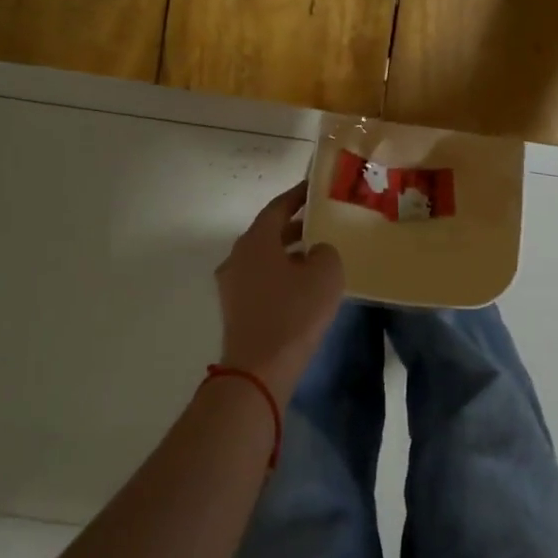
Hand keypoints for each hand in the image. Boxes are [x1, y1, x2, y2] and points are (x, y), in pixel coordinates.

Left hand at [215, 183, 345, 403]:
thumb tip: (316, 252)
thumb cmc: (294, 313)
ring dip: (287, 252)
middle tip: (321, 223)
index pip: (277, 207)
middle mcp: (237, 256)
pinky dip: (279, 273)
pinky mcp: (235, 307)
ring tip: (316, 255)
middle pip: (267, 232)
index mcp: (255, 240)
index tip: (314, 189)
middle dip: (294, 226)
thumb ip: (324, 251)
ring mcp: (232, 283)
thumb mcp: (325, 274)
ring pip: (263, 257)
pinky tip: (301, 286)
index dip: (297, 196)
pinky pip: (260, 279)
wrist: (259, 368)